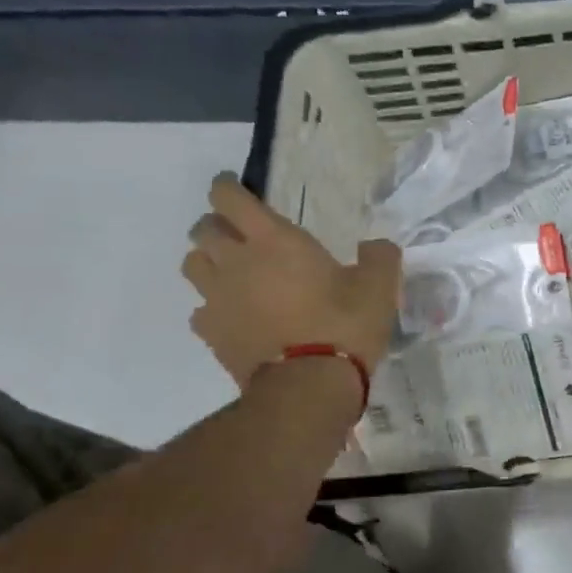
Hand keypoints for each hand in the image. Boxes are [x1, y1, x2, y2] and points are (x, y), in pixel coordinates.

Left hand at [183, 174, 401, 384]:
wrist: (309, 385)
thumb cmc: (344, 325)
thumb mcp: (379, 287)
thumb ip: (379, 257)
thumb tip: (376, 246)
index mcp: (272, 239)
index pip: (228, 197)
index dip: (227, 187)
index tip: (234, 188)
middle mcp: (235, 261)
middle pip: (203, 229)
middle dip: (217, 226)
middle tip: (240, 235)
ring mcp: (217, 299)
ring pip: (192, 265)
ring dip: (208, 262)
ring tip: (231, 273)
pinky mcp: (211, 334)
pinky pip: (200, 310)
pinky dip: (213, 308)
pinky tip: (234, 317)